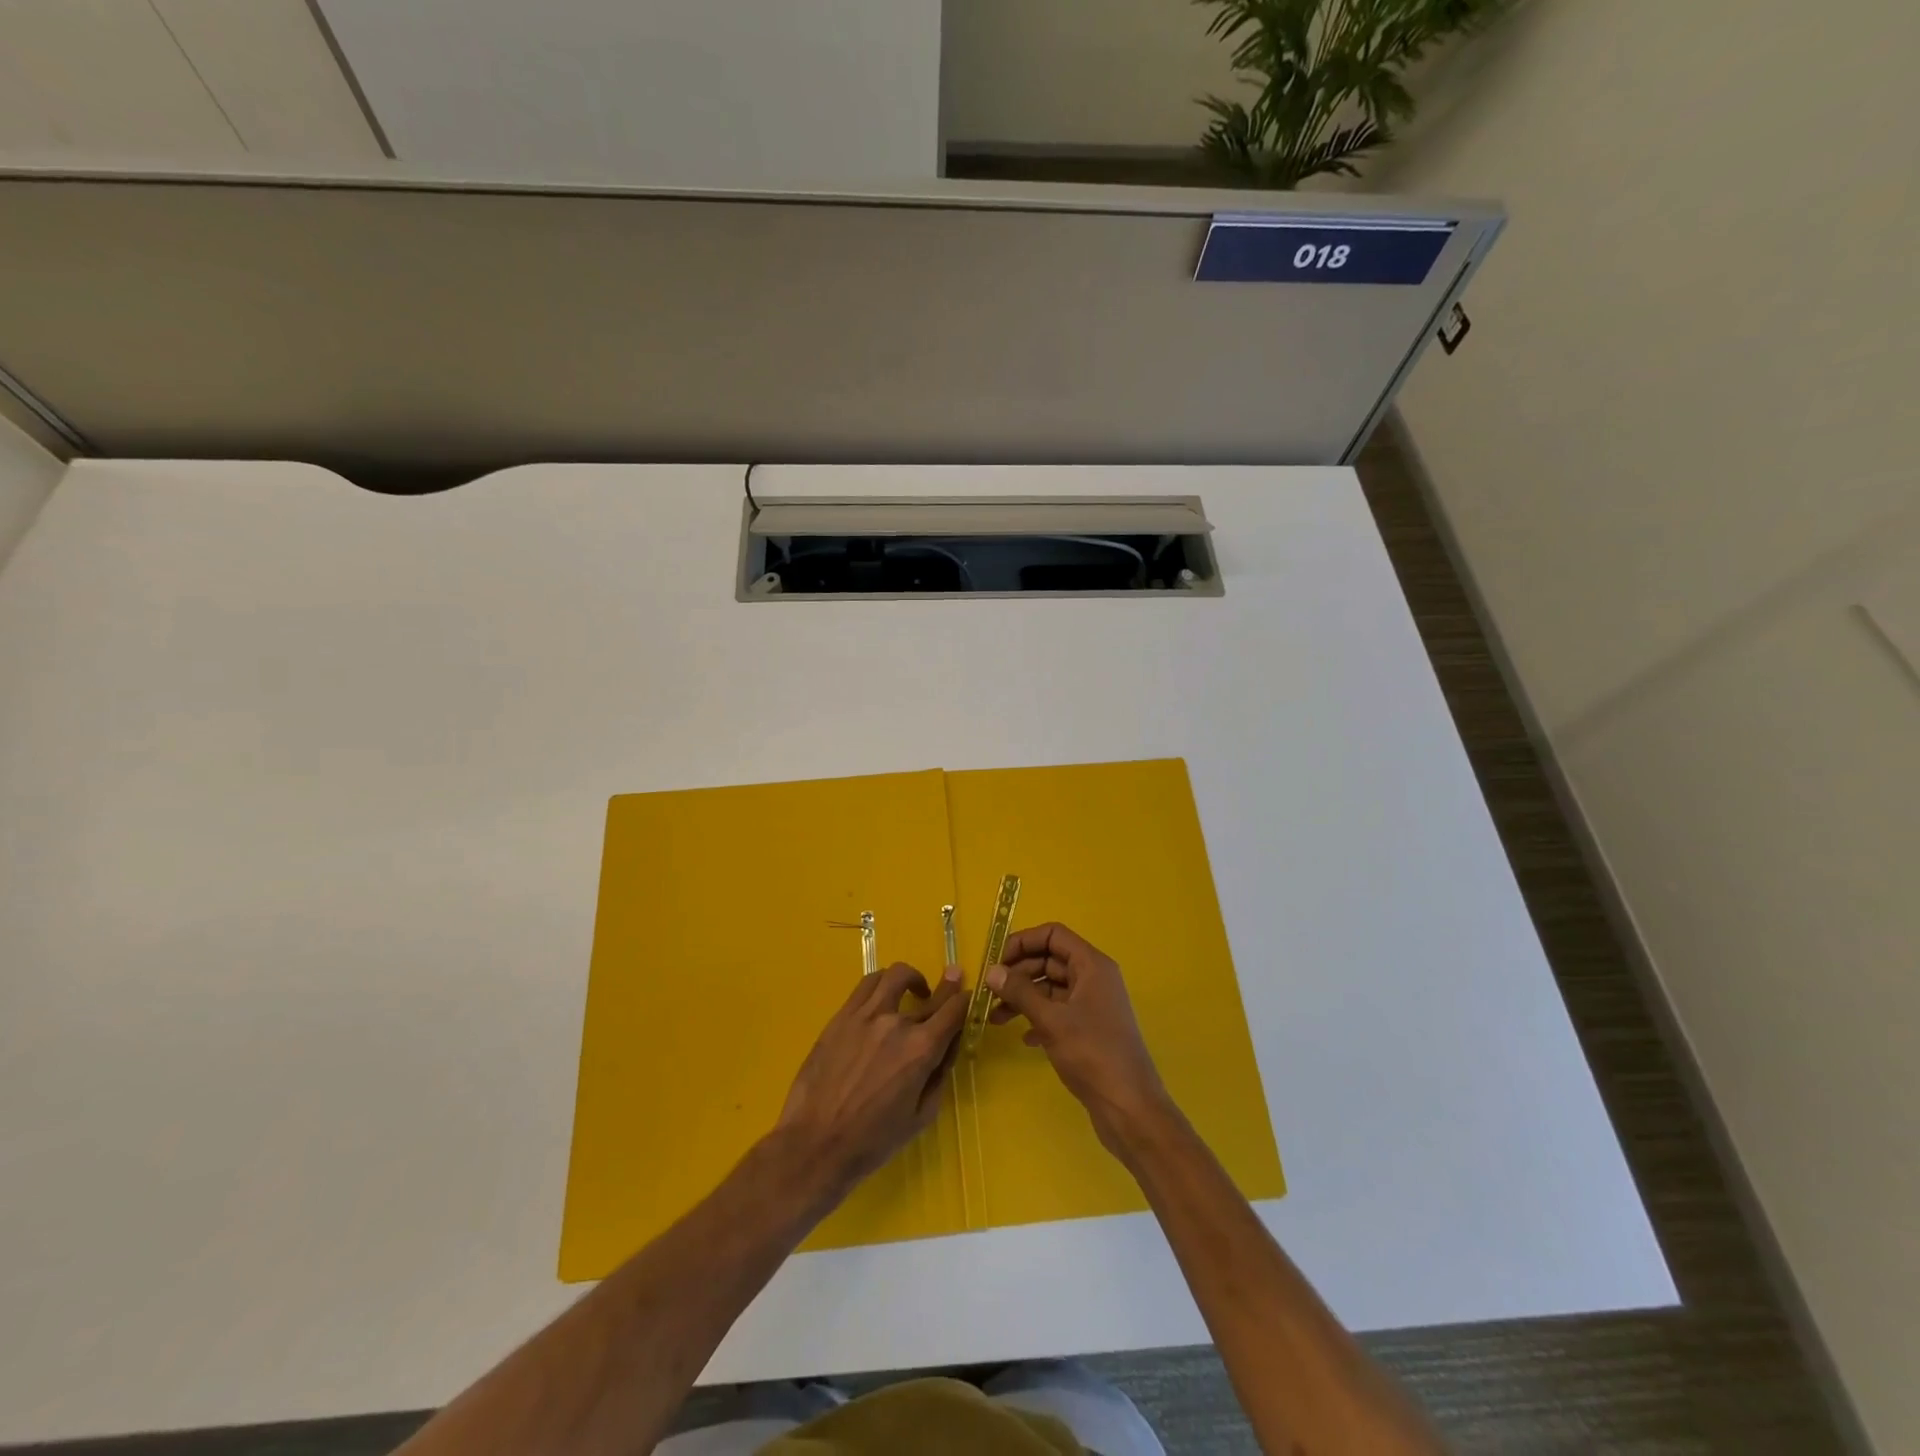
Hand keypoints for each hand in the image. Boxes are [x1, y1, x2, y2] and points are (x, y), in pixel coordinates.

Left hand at [774, 961, 966, 1197]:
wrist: (816, 1143)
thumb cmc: (873, 1140)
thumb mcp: (922, 1116)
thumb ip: (939, 1076)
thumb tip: (947, 1047)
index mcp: (921, 1050)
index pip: (954, 1010)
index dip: (966, 1000)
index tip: (968, 997)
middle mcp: (897, 1024)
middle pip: (930, 993)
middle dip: (948, 985)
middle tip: (954, 977)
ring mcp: (866, 1015)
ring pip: (895, 976)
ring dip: (912, 978)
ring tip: (912, 990)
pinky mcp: (842, 1016)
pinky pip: (866, 985)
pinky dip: (882, 983)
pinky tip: (882, 997)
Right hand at [986, 923, 1174, 1158]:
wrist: (1129, 1107)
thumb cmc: (1092, 1054)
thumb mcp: (1051, 1020)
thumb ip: (1020, 992)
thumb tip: (992, 971)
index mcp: (1091, 965)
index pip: (1053, 935)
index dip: (1023, 941)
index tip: (996, 960)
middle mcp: (1094, 978)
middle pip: (1050, 960)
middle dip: (1018, 973)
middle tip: (989, 992)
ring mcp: (1092, 1004)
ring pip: (1051, 988)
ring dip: (1023, 998)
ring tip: (995, 1018)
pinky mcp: (1089, 1029)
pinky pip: (1058, 1011)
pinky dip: (1038, 1018)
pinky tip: (1023, 1038)